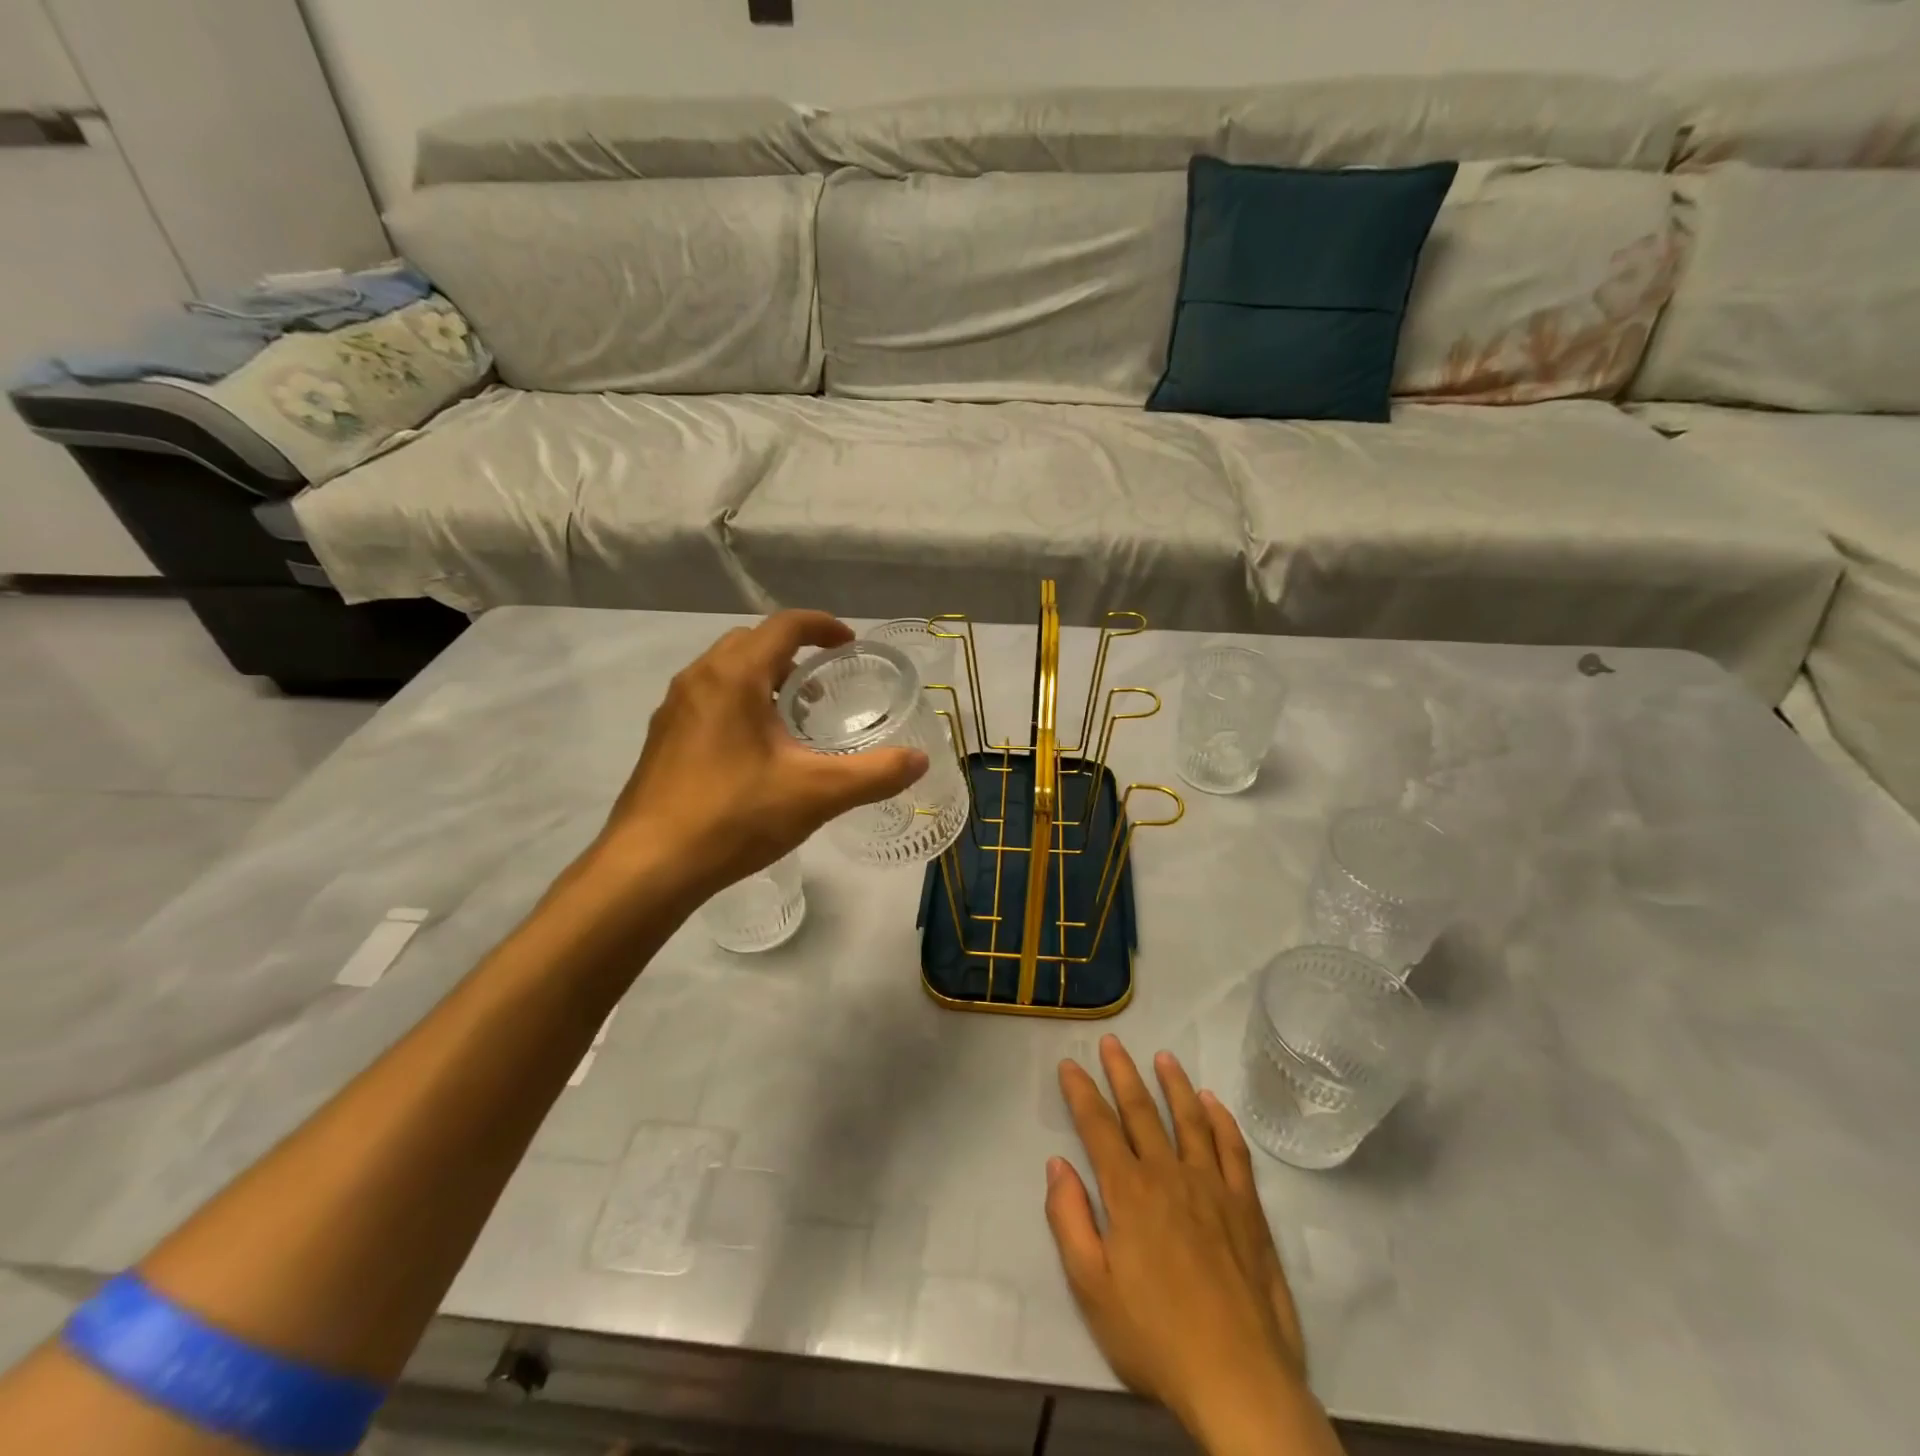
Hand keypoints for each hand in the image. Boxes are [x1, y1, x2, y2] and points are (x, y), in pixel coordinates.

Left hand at [592, 611, 926, 902]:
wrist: (649, 866)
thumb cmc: (735, 816)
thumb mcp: (818, 794)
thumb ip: (875, 774)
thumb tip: (920, 760)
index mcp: (735, 676)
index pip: (784, 626)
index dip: (822, 627)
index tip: (850, 645)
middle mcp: (699, 679)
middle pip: (752, 643)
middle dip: (793, 654)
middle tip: (824, 687)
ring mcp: (674, 709)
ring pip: (726, 672)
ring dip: (765, 679)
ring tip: (795, 719)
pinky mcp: (662, 739)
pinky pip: (709, 699)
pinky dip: (740, 703)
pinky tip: (757, 752)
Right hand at [1047, 1038, 1334, 1455]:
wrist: (1240, 1380)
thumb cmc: (1156, 1338)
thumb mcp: (1092, 1289)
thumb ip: (1070, 1220)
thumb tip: (1057, 1165)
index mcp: (1128, 1192)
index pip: (1098, 1127)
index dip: (1081, 1092)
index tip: (1069, 1064)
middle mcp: (1169, 1175)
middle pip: (1142, 1110)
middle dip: (1122, 1073)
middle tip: (1111, 1042)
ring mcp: (1213, 1187)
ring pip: (1190, 1119)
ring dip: (1174, 1084)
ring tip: (1163, 1056)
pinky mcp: (1247, 1207)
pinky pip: (1233, 1149)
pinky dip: (1222, 1121)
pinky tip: (1214, 1103)